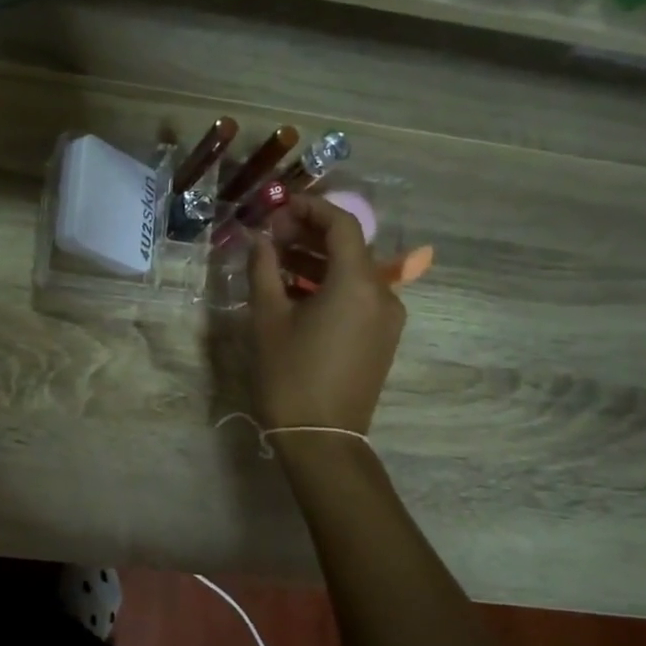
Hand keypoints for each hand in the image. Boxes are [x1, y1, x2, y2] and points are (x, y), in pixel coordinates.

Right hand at [246, 196, 406, 434]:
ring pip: (353, 272)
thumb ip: (263, 269)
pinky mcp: (382, 337)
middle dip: (309, 234)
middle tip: (270, 235)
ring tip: (275, 261)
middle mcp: (382, 294)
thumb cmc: (290, 374)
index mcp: (357, 284)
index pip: (341, 225)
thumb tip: (259, 238)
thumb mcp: (268, 318)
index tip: (278, 206)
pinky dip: (328, 284)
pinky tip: (294, 291)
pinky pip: (357, 296)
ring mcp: (387, 318)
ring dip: (316, 260)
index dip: (310, 208)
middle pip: (349, 247)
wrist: (322, 438)